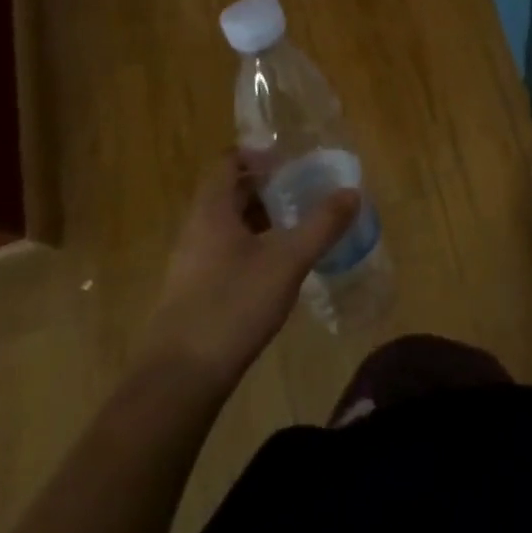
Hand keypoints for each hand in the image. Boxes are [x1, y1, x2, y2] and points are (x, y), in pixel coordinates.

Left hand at [141, 155, 357, 389]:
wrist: (179, 378)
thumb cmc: (232, 306)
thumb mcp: (287, 261)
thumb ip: (321, 225)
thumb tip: (352, 192)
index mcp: (211, 211)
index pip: (228, 162)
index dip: (258, 154)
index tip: (291, 161)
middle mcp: (196, 229)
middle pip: (229, 192)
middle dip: (266, 188)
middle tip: (303, 191)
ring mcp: (191, 263)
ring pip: (228, 225)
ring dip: (260, 218)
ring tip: (296, 226)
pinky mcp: (194, 292)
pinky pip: (225, 252)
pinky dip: (252, 246)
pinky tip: (277, 268)